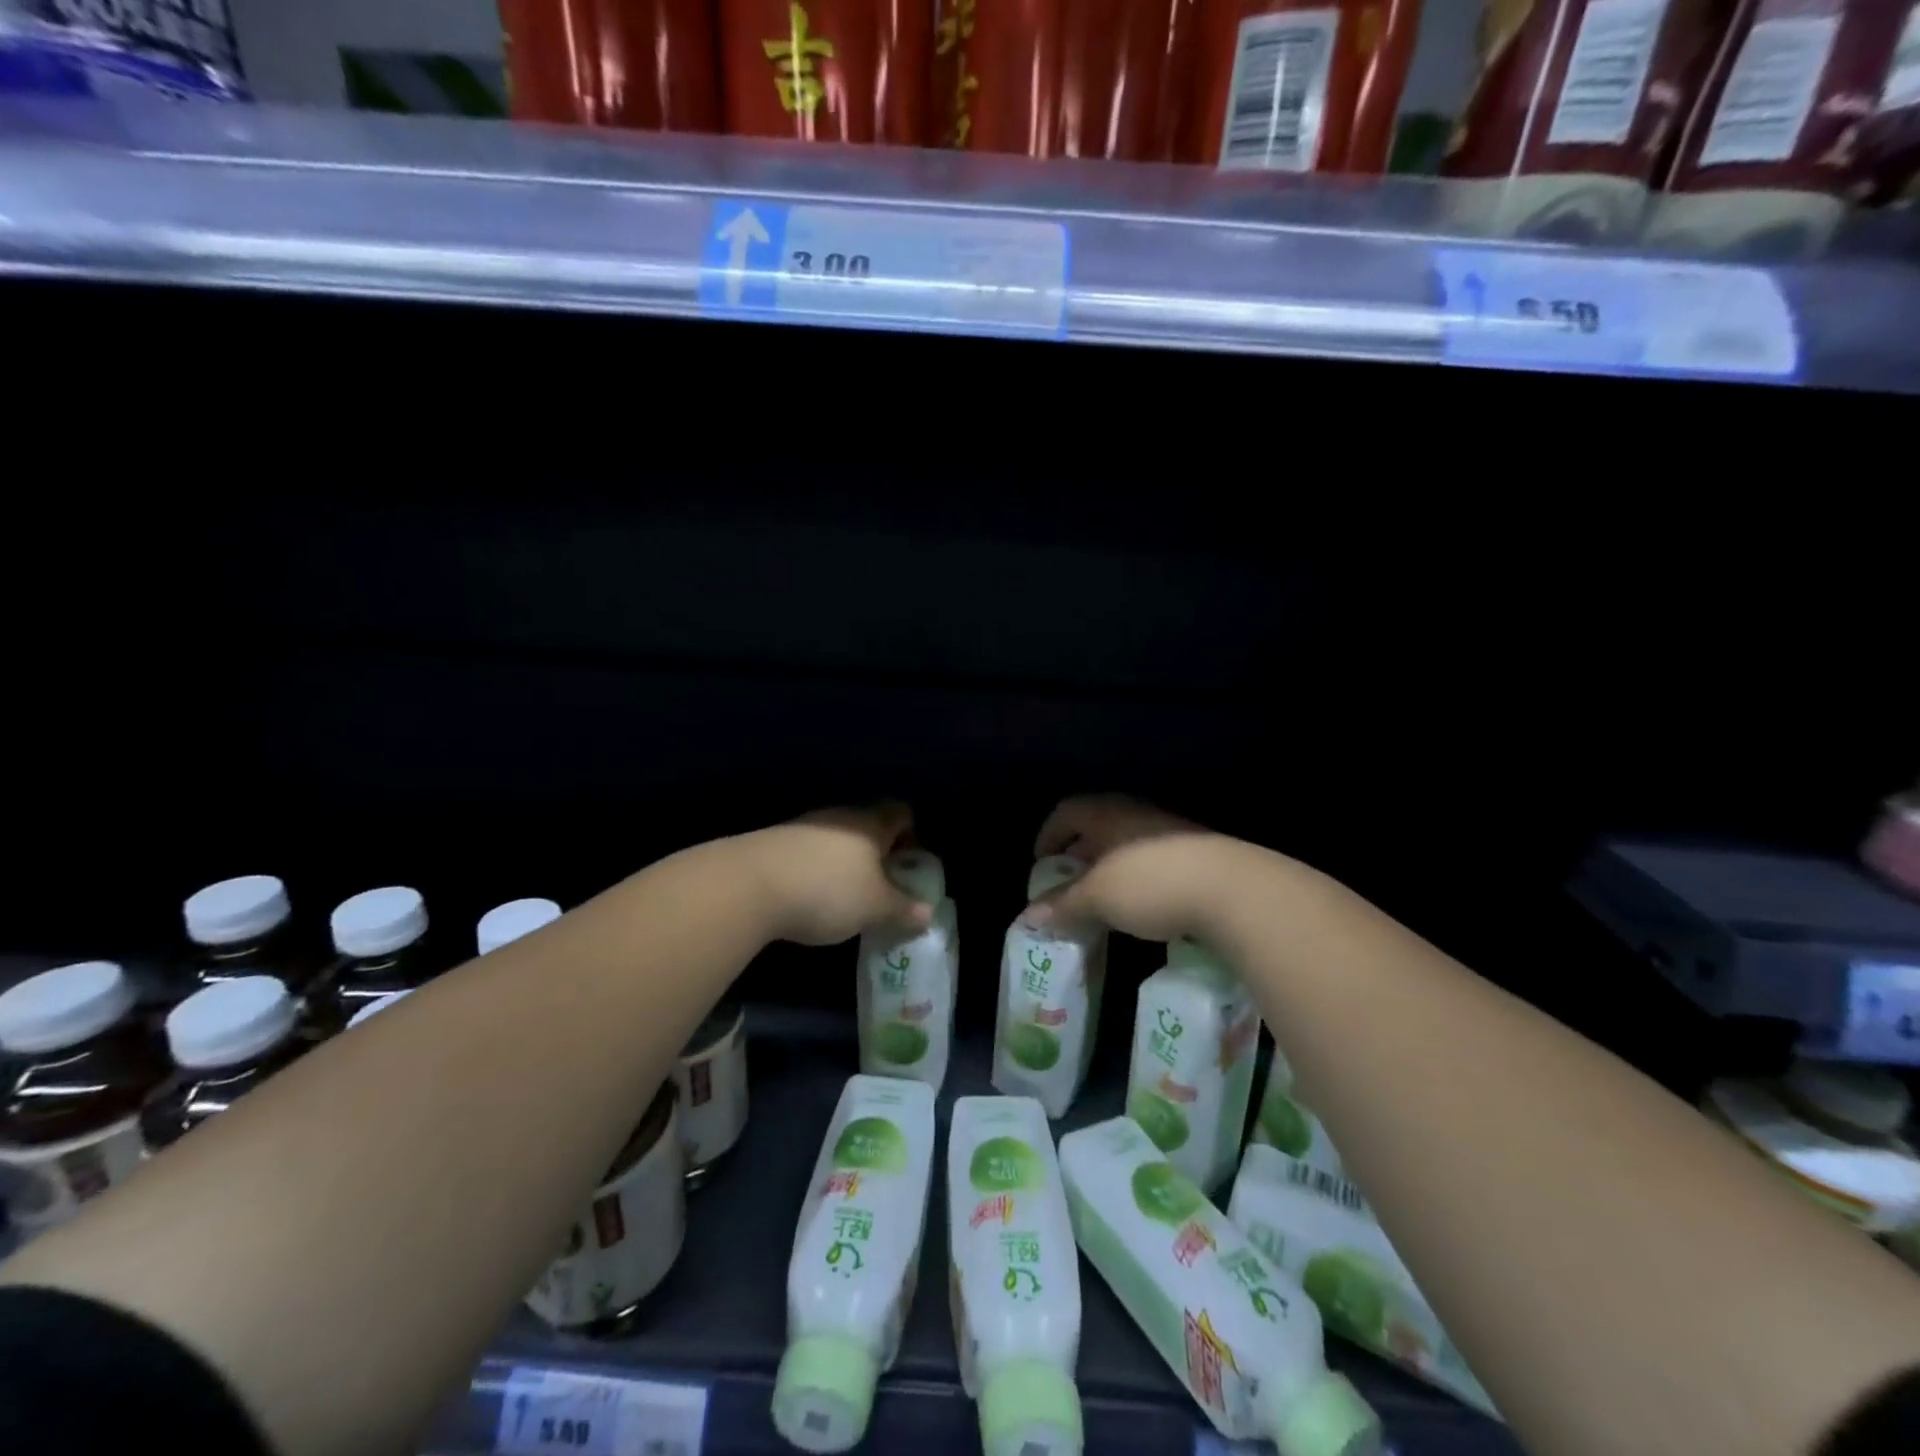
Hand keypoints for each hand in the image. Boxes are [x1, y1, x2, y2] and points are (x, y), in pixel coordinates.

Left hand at [745, 803, 932, 946]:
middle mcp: (839, 816)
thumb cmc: (828, 891)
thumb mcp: (875, 908)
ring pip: (835, 840)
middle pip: (867, 826)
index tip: (908, 867)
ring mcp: (803, 827)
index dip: (910, 836)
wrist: (748, 885)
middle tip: (880, 888)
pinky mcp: (775, 843)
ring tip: (844, 899)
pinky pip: (807, 853)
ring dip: (844, 864)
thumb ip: (903, 910)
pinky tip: (809, 899)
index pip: (900, 813)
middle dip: (877, 855)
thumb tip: (927, 913)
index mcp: (870, 824)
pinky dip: (815, 871)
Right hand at [1025, 794, 1234, 943]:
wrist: (1232, 889)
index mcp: (1107, 814)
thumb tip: (1029, 916)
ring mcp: (1169, 832)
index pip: (1067, 811)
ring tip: (1100, 901)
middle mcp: (1135, 815)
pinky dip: (1135, 880)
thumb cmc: (1150, 883)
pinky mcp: (1195, 855)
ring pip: (1125, 845)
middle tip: (1066, 884)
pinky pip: (1151, 862)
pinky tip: (1139, 907)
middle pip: (1096, 826)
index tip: (1040, 863)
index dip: (1049, 834)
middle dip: (1077, 855)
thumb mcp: (1097, 898)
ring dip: (1108, 870)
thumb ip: (1062, 905)